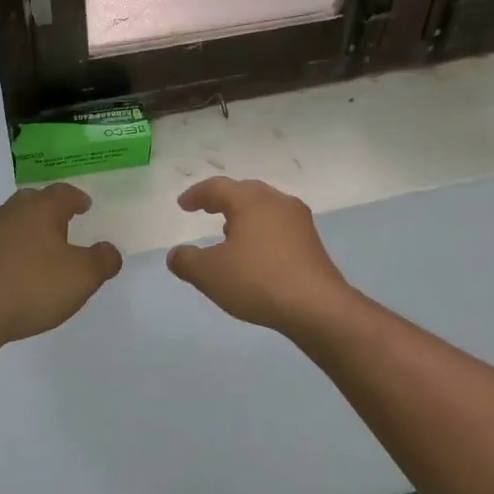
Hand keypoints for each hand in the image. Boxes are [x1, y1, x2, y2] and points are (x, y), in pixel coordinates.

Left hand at [0, 185, 122, 344]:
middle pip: (33, 200)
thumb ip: (103, 260)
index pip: (63, 192)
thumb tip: (109, 250)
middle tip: (64, 221)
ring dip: (30, 228)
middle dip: (49, 207)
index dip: (77, 198)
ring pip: (14, 220)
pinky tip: (22, 268)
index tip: (85, 206)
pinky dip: (15, 248)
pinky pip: (1, 243)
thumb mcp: (83, 276)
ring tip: (44, 246)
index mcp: (42, 209)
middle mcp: (13, 213)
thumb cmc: (34, 286)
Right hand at [166, 177, 352, 332]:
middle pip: (245, 192)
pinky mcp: (312, 242)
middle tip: (206, 209)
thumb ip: (186, 261)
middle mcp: (277, 202)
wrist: (317, 306)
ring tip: (229, 231)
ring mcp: (299, 221)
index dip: (196, 194)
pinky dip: (261, 231)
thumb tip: (176, 254)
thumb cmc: (257, 280)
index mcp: (250, 201)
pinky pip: (279, 227)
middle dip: (222, 199)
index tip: (182, 205)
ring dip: (244, 215)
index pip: (217, 187)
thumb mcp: (209, 273)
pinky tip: (256, 253)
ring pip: (265, 208)